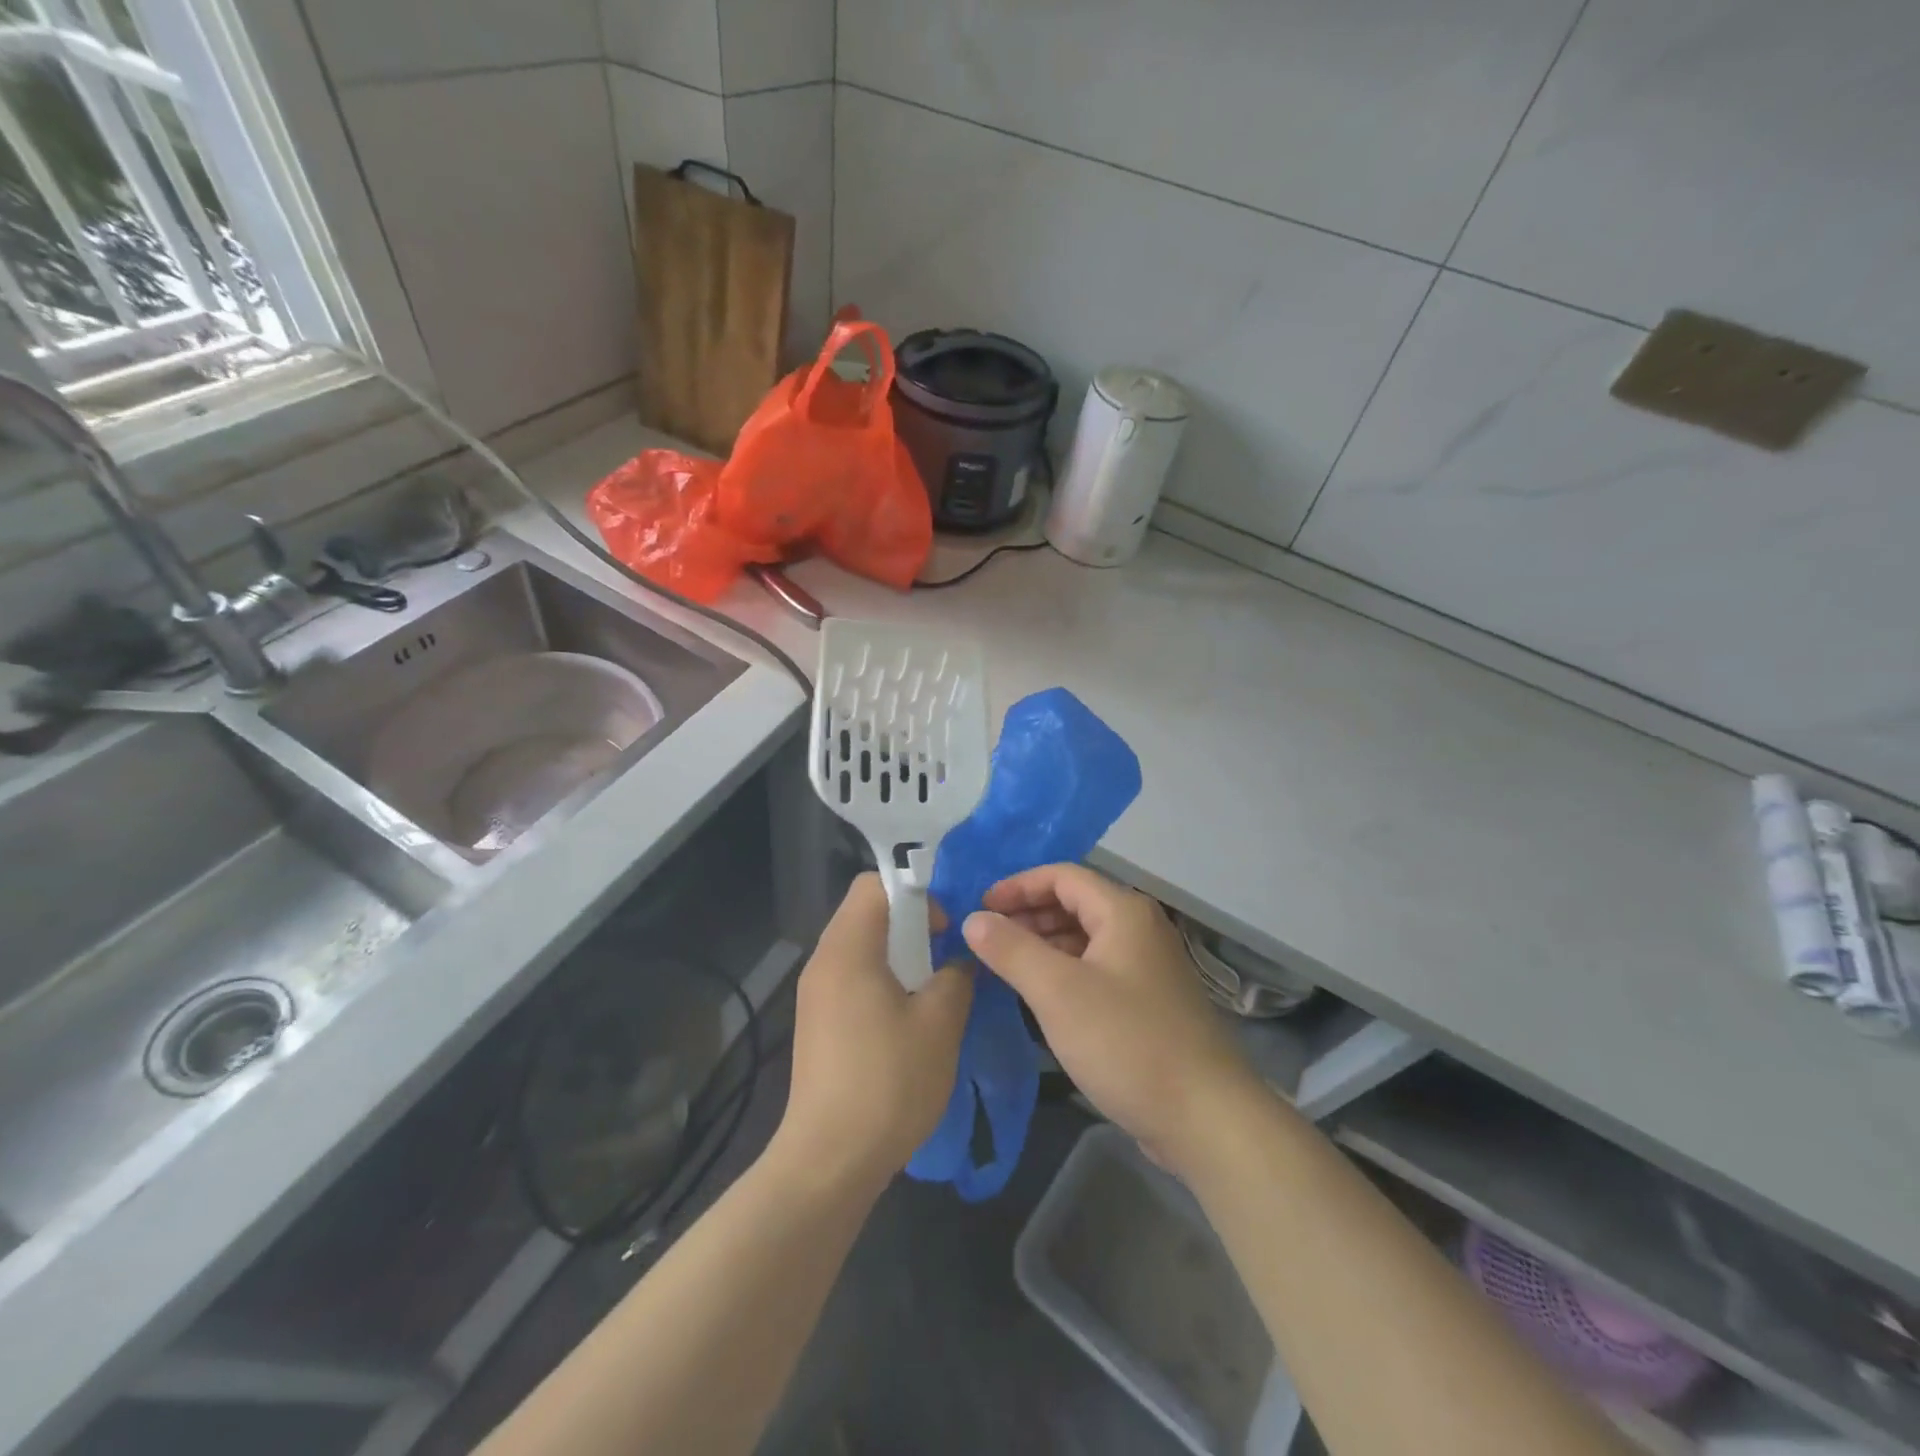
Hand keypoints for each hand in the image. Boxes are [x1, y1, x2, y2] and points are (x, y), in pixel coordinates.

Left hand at [776, 874, 973, 1191]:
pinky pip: (852, 978)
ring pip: (860, 947)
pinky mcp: (817, 1023)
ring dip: (899, 954)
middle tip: (946, 953)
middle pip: (866, 913)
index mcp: (847, 949)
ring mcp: (815, 994)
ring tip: (934, 987)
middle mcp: (823, 961)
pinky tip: (909, 1019)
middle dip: (911, 923)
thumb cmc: (888, 1082)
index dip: (915, 892)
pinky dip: (883, 980)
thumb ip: (956, 976)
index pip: (874, 884)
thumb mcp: (939, 1023)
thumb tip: (959, 960)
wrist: (829, 1160)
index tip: (944, 926)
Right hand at [962, 864, 1261, 1174]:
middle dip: (1027, 914)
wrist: (1205, 1117)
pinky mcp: (1148, 1002)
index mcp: (1123, 912)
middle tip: (985, 938)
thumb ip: (1011, 949)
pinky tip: (1040, 994)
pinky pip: (1096, 968)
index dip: (1017, 885)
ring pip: (1085, 938)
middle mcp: (1139, 929)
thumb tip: (973, 918)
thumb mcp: (1058, 992)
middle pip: (1075, 903)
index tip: (979, 907)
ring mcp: (1147, 966)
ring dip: (1043, 943)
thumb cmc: (1127, 1042)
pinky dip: (1064, 970)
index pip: (1061, 876)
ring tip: (1004, 964)